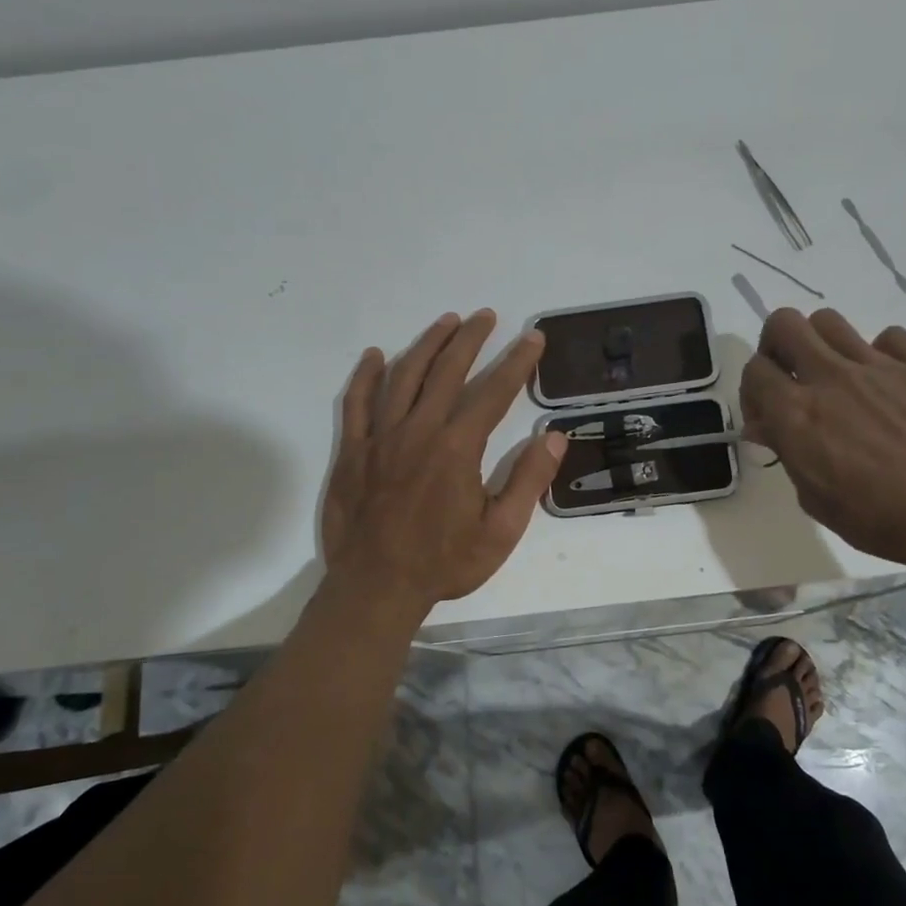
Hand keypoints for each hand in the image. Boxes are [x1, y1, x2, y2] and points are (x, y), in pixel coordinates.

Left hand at [322, 310, 567, 606]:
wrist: (376, 588)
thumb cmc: (444, 563)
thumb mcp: (500, 532)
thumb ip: (528, 481)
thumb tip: (553, 437)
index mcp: (457, 448)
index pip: (493, 393)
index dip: (516, 362)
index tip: (533, 338)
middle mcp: (418, 430)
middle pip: (447, 371)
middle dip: (471, 339)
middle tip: (487, 316)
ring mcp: (380, 438)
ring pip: (403, 376)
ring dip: (427, 345)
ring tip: (446, 322)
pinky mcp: (352, 451)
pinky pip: (356, 403)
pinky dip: (365, 376)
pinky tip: (375, 356)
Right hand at [739, 308, 905, 581]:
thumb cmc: (876, 518)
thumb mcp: (813, 496)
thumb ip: (786, 451)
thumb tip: (766, 426)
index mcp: (796, 413)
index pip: (754, 370)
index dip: (753, 389)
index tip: (766, 414)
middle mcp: (830, 378)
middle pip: (784, 324)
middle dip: (777, 345)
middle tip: (790, 374)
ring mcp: (877, 366)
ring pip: (830, 321)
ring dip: (822, 343)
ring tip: (836, 374)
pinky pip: (889, 337)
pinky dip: (880, 354)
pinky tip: (887, 384)